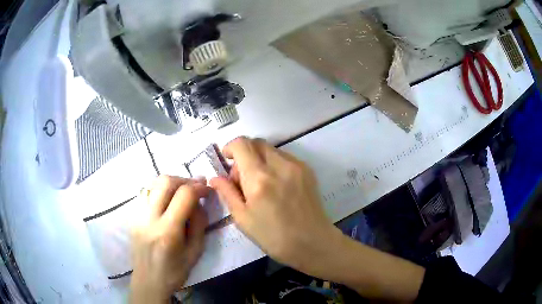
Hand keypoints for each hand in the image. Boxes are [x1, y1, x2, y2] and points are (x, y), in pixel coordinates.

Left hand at [130, 176, 208, 303]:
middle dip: (184, 180)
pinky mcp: (132, 215)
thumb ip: (199, 224)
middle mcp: (149, 218)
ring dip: (171, 183)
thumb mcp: (195, 252)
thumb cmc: (175, 271)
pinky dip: (158, 190)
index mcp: (168, 231)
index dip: (199, 187)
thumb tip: (199, 202)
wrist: (148, 280)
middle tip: (195, 186)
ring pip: (153, 183)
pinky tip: (166, 200)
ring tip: (181, 191)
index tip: (208, 189)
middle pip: (165, 182)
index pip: (184, 195)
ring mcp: (137, 215)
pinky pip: (145, 192)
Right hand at [210, 137, 341, 275]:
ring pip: (271, 150)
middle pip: (257, 142)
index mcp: (259, 178)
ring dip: (260, 159)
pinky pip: (285, 157)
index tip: (227, 161)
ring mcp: (296, 166)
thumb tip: (215, 178)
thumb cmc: (274, 237)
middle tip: (243, 179)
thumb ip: (227, 193)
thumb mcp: (243, 219)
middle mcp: (279, 165)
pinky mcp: (307, 170)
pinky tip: (276, 186)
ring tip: (261, 185)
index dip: (230, 147)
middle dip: (244, 154)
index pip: (242, 144)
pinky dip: (274, 164)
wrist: (313, 242)